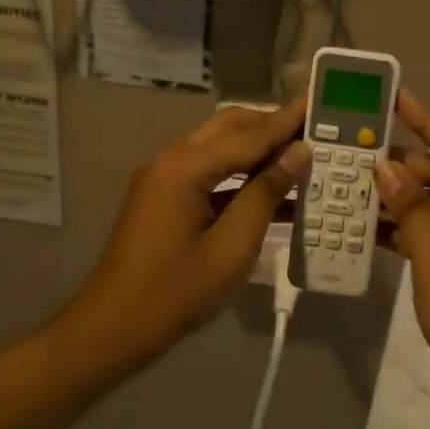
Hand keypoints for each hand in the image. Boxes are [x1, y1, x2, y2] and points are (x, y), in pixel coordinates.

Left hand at [71, 100, 309, 360]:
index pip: (248, 135)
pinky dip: (240, 177)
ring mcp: (164, 179)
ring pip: (219, 149)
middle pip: (229, 129)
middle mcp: (171, 161)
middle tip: (311, 127)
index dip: (285, 121)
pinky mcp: (164, 198)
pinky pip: (209, 173)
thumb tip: (298, 153)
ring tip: (300, 155)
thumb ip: (265, 194)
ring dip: (257, 150)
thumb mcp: (232, 247)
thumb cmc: (176, 292)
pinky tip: (273, 191)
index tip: (316, 100)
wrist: (113, 328)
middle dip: (270, 126)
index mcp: (185, 168)